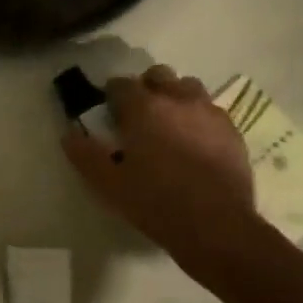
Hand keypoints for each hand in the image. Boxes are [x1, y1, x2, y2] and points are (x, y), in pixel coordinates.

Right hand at [62, 66, 267, 286]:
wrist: (216, 226)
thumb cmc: (155, 202)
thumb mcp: (108, 184)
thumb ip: (85, 155)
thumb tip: (69, 135)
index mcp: (144, 108)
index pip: (121, 84)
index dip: (111, 94)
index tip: (107, 112)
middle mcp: (178, 100)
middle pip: (159, 75)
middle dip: (146, 88)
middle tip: (137, 115)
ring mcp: (209, 113)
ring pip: (189, 87)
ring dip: (175, 97)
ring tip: (169, 124)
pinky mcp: (233, 131)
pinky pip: (211, 110)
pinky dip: (198, 117)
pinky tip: (194, 142)